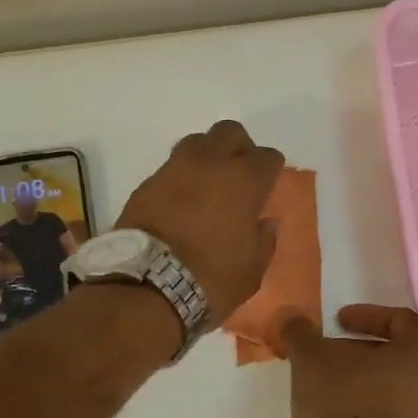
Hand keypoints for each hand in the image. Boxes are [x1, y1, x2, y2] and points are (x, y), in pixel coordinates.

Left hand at [117, 120, 284, 323]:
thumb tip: (266, 223)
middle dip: (239, 148)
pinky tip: (181, 201)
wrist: (147, 285)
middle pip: (230, 132)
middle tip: (239, 176)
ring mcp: (175, 169)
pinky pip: (171, 167)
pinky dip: (181, 177)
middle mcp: (211, 163)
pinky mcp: (148, 183)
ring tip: (207, 184)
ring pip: (197, 141)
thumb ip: (264, 241)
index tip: (267, 188)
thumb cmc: (211, 279)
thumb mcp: (252, 271)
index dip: (270, 170)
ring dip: (207, 155)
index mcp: (245, 181)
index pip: (268, 156)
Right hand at [281, 305, 417, 417]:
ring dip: (366, 379)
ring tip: (332, 384)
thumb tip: (292, 316)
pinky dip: (371, 405)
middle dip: (363, 350)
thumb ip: (301, 332)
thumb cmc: (344, 401)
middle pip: (399, 353)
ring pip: (397, 384)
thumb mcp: (312, 358)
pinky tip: (343, 413)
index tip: (337, 322)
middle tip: (332, 353)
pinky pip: (395, 413)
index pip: (400, 319)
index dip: (366, 316)